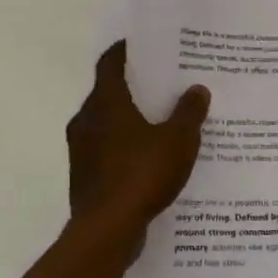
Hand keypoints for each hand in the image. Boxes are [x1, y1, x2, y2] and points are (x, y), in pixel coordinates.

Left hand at [65, 41, 210, 255]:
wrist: (106, 231)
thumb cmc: (141, 174)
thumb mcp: (178, 140)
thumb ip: (189, 112)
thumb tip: (197, 89)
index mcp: (105, 103)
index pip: (109, 63)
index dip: (125, 51)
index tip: (144, 46)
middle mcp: (86, 120)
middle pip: (108, 92)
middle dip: (133, 88)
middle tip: (163, 85)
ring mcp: (81, 150)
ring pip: (105, 124)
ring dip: (128, 121)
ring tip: (161, 123)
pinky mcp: (83, 176)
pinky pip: (105, 151)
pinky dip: (124, 148)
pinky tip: (149, 160)